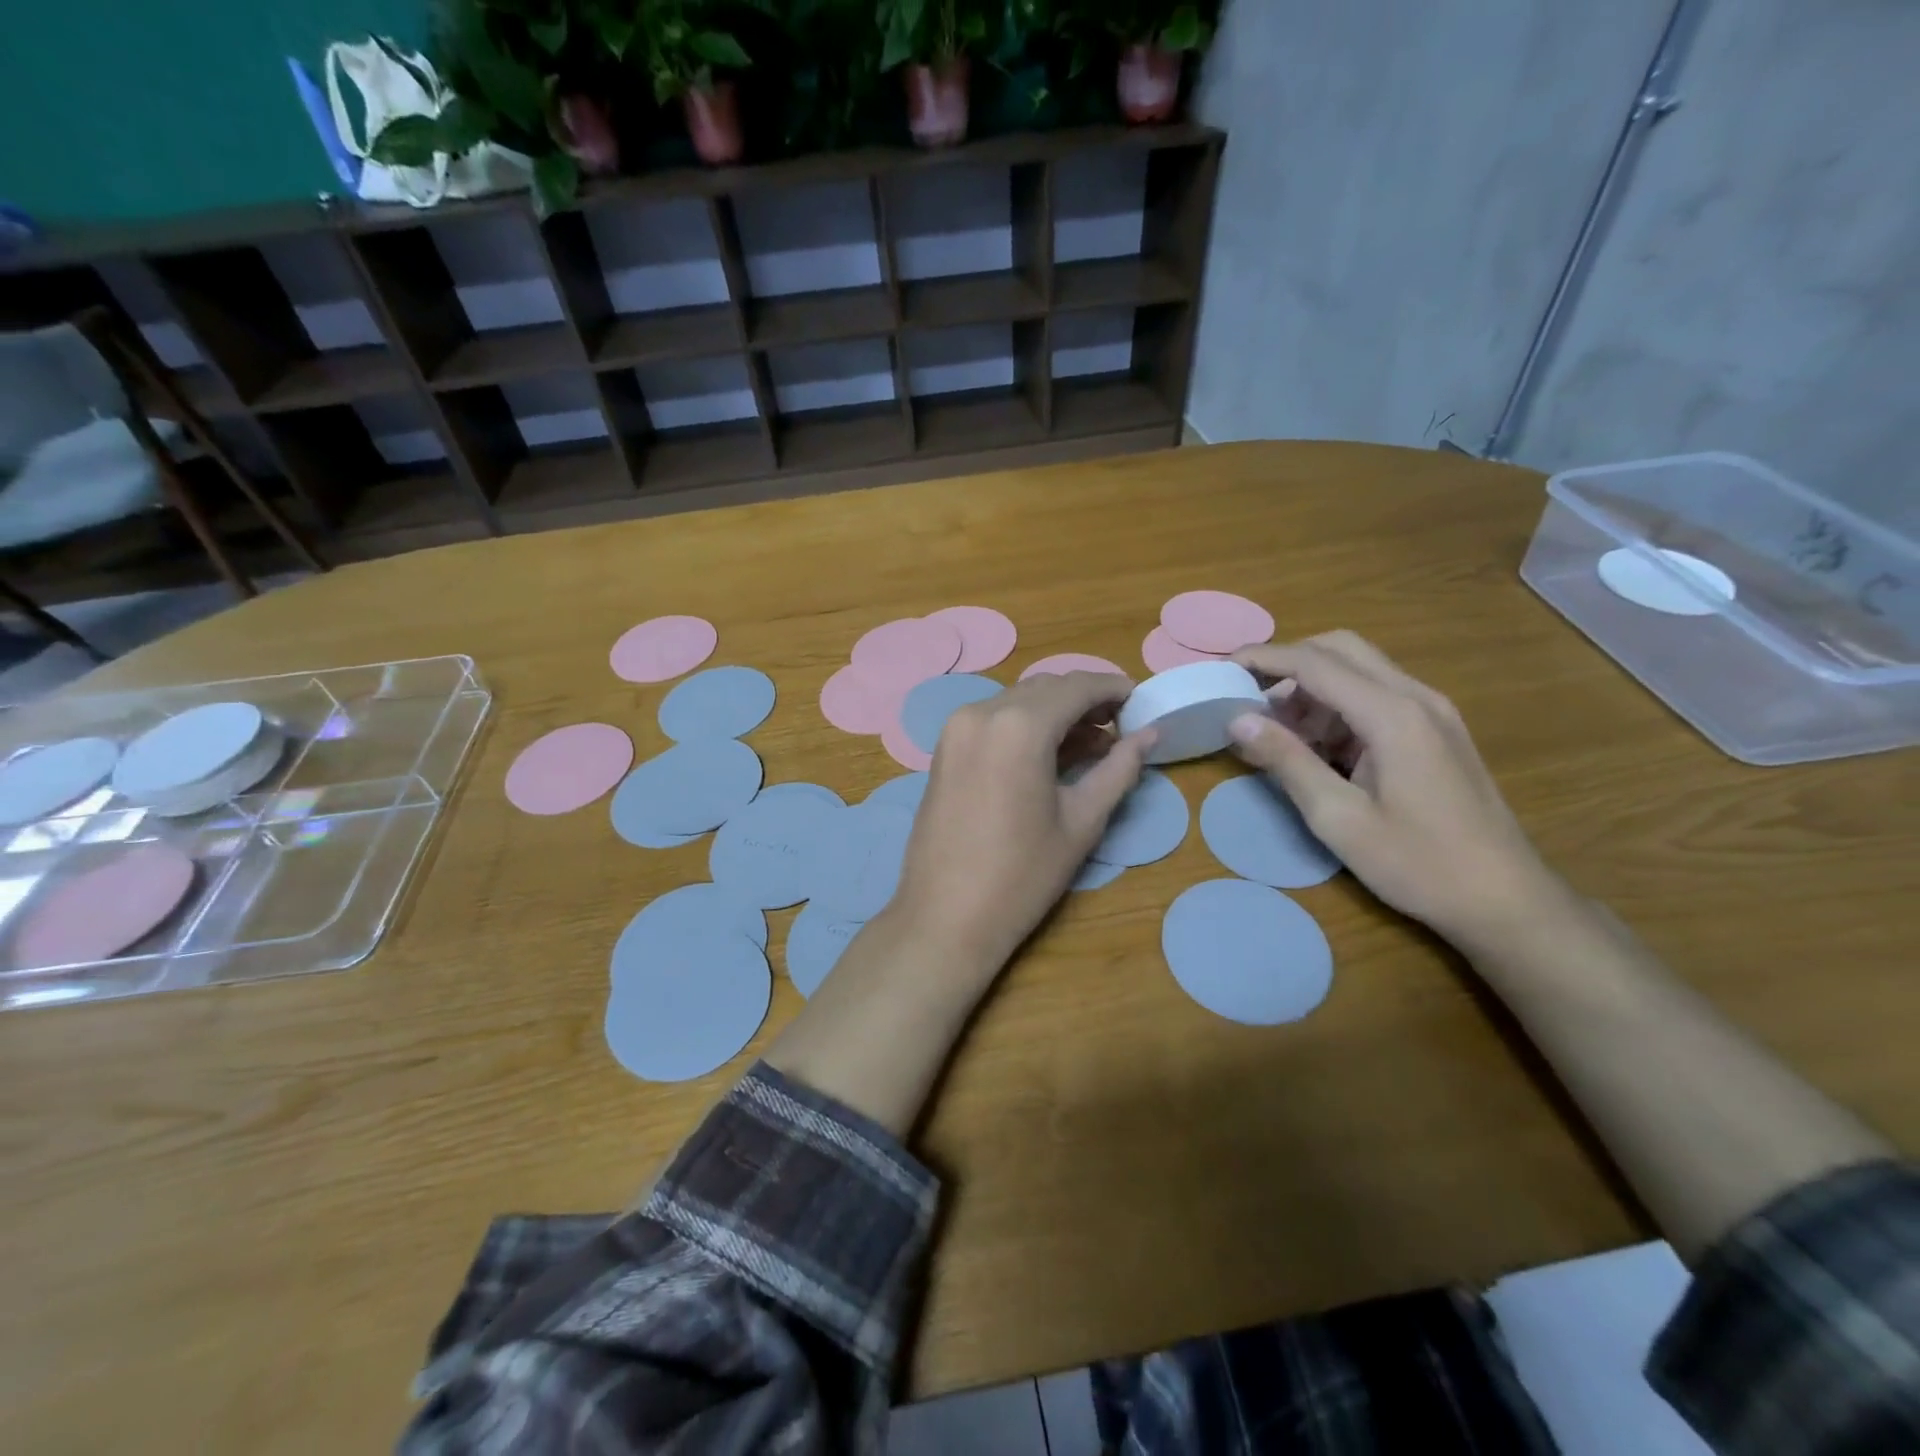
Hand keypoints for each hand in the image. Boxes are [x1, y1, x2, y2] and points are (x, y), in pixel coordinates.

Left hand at [891, 672, 1152, 974]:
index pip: (1077, 687)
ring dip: (1056, 713)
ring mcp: (956, 729)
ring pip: (1018, 701)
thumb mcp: (1082, 821)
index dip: (1113, 688)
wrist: (946, 917)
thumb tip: (1151, 734)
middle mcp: (982, 712)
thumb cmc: (1022, 875)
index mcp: (1019, 725)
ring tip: (1093, 745)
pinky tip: (1050, 755)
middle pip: (1046, 689)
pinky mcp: (944, 748)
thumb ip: (1119, 768)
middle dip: (1086, 700)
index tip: (1142, 701)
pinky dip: (1026, 726)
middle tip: (1121, 728)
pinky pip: (994, 720)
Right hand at [1227, 632, 1564, 946]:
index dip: (1265, 658)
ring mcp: (1433, 712)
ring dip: (1313, 686)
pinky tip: (1319, 746)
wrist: (1506, 899)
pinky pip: (1378, 695)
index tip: (1223, 666)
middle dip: (1289, 662)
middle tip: (1250, 695)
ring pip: (1361, 670)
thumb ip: (1287, 761)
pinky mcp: (1437, 730)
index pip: (1316, 663)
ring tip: (1278, 731)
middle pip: (1342, 649)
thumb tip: (1237, 719)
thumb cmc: (1418, 864)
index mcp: (1393, 715)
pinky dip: (1338, 705)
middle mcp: (1417, 698)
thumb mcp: (1338, 819)